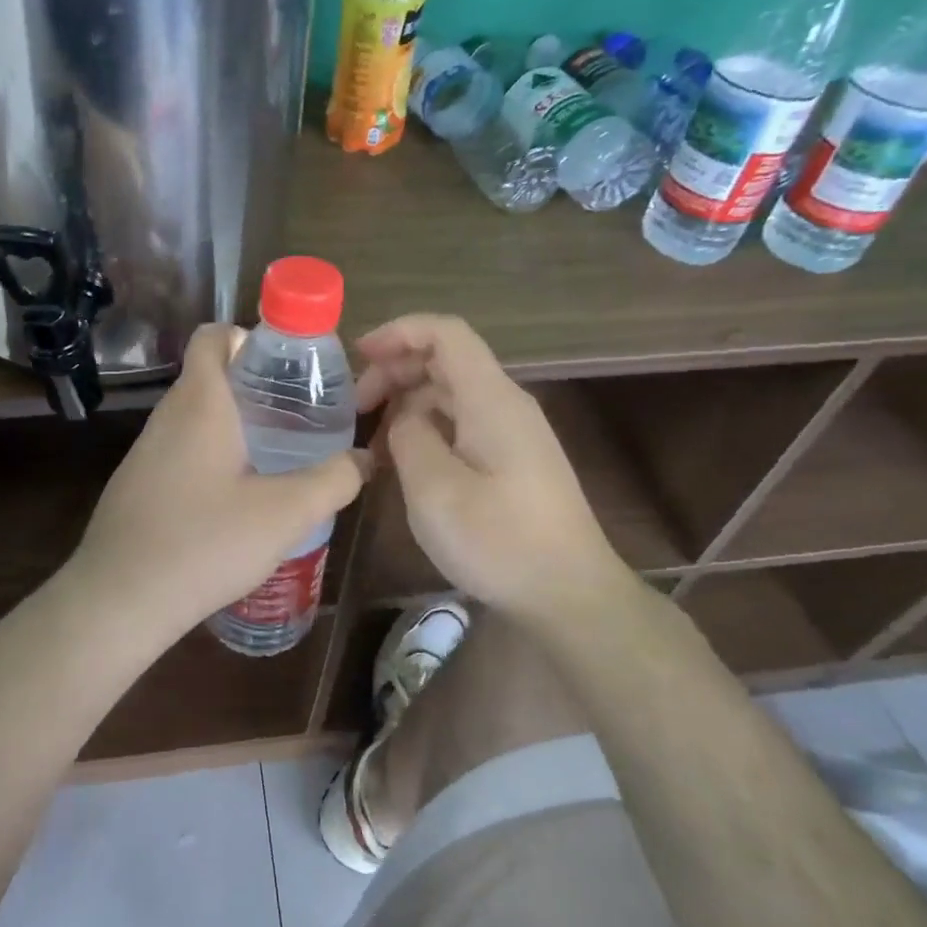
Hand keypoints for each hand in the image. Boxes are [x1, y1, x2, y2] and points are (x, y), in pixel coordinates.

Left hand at [70, 324, 369, 633]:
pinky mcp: (138, 485)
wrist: (118, 601)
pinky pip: (183, 451)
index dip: (251, 338)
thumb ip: (334, 480)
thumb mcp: (286, 513)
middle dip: (256, 387)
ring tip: (279, 457)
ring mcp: (146, 451)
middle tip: (300, 416)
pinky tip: (238, 500)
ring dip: (236, 425)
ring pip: (197, 417)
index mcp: (200, 402)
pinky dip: (213, 456)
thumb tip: (364, 458)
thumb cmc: (205, 542)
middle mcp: (168, 416)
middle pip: (211, 376)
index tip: (290, 368)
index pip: (214, 335)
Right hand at [356, 314, 623, 618]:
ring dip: (408, 402)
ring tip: (372, 439)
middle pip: (446, 360)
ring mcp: (513, 432)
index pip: (445, 333)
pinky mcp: (513, 460)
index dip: (399, 331)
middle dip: (395, 370)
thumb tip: (405, 419)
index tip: (358, 356)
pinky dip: (427, 428)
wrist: (570, 596)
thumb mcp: (435, 490)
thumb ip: (409, 437)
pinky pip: (462, 423)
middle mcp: (505, 404)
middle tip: (355, 407)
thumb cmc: (500, 542)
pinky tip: (403, 460)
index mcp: (491, 399)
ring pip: (451, 393)